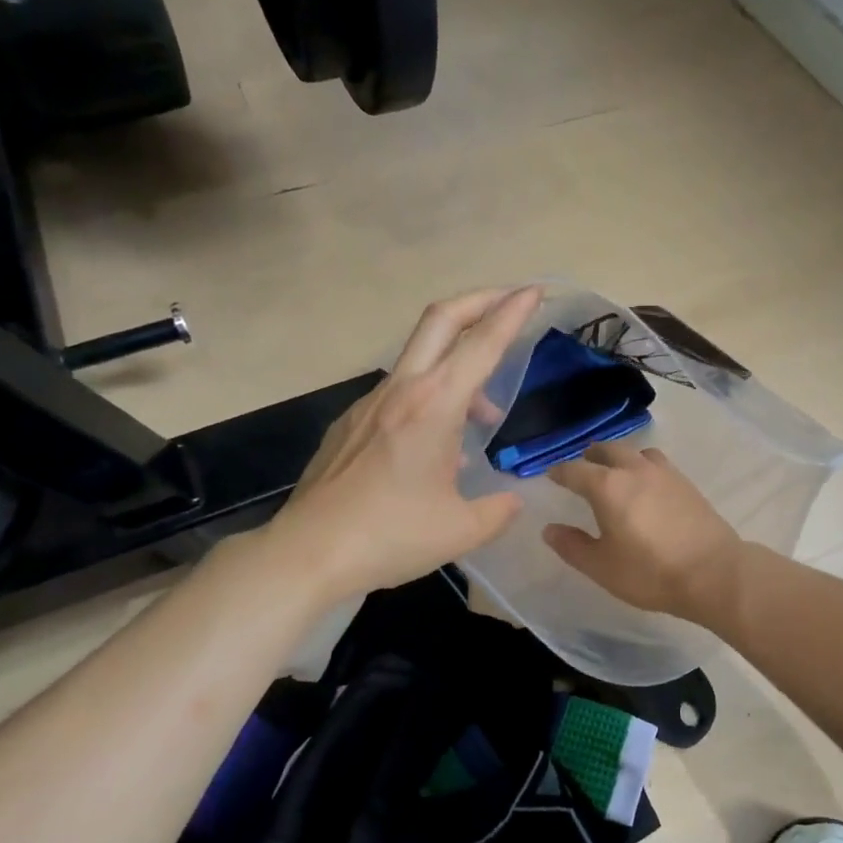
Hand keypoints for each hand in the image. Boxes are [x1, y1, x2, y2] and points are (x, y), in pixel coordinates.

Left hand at [266, 286, 541, 602]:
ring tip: (482, 415)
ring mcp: (369, 404)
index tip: (535, 291)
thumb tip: (512, 499)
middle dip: (479, 301)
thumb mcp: (461, 531)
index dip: (512, 313)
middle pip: (440, 320)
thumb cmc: (389, 536)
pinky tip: (434, 447)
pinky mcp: (349, 423)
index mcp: (434, 407)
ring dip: (457, 366)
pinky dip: (429, 398)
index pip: (482, 344)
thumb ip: (498, 510)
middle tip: (510, 301)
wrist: (308, 552)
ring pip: (420, 360)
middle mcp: (401, 391)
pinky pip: (398, 394)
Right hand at [542, 442, 745, 625]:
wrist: (713, 573)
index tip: (551, 476)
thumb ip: (572, 546)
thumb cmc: (650, 572)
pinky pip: (657, 463)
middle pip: (608, 450)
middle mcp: (634, 470)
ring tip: (616, 472)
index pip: (575, 470)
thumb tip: (550, 529)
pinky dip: (643, 466)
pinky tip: (646, 486)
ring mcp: (664, 474)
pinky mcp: (686, 483)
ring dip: (620, 457)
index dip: (559, 472)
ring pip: (636, 452)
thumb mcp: (602, 567)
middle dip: (591, 456)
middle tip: (582, 467)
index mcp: (607, 487)